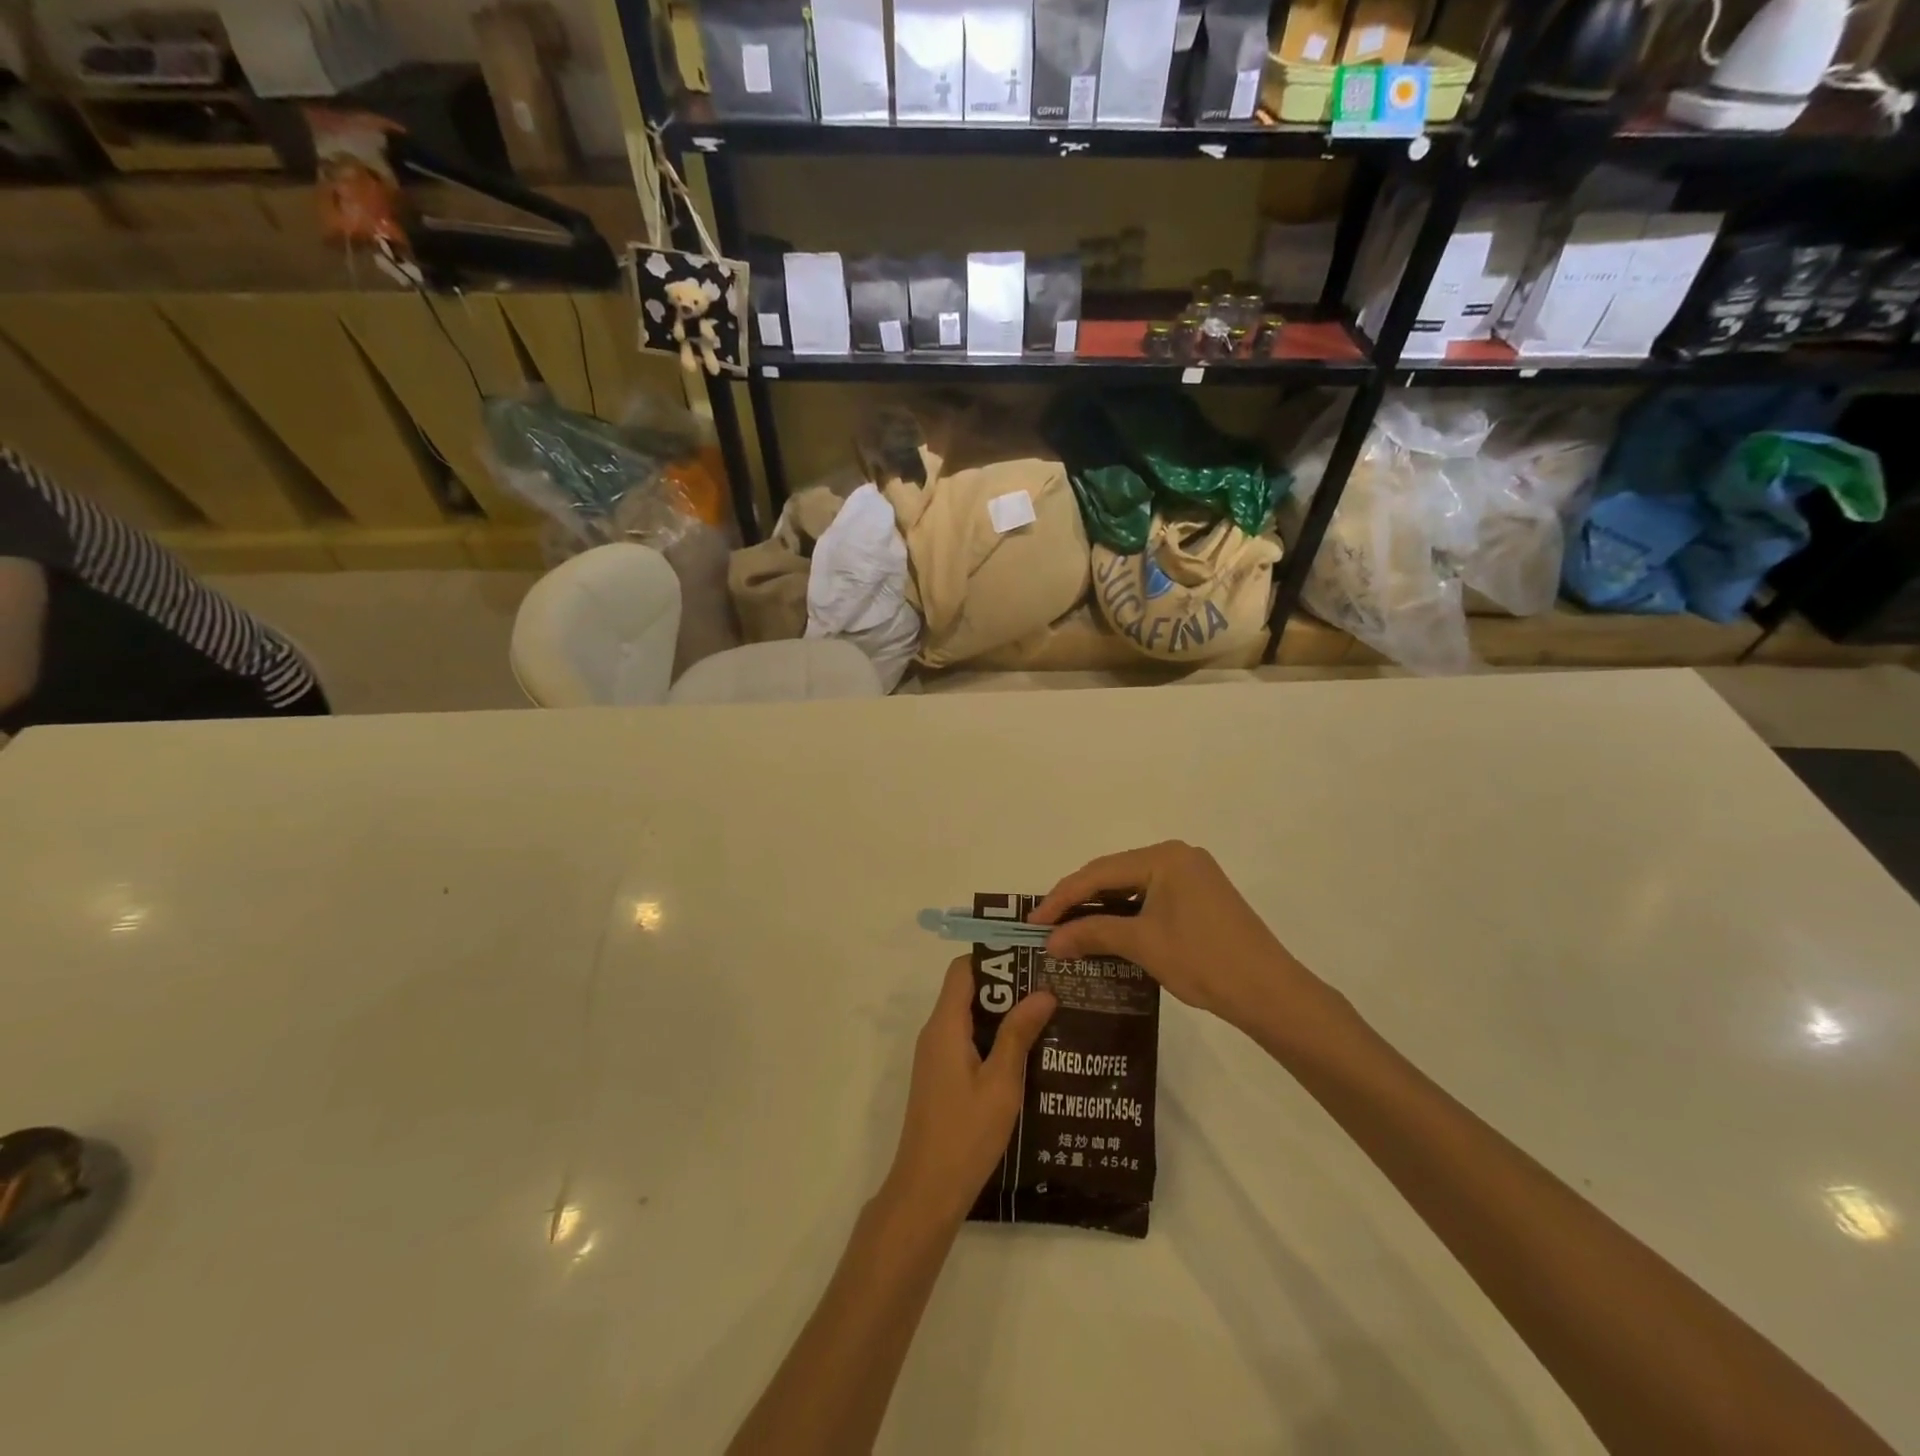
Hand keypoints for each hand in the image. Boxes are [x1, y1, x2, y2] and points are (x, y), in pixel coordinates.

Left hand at [885, 956, 1056, 1225]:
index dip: (994, 958)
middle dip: (1007, 985)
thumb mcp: (1001, 1083)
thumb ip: (1019, 1034)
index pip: (963, 969)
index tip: (1031, 958)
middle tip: (1050, 986)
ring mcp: (937, 1056)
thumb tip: (1043, 992)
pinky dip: (995, 1037)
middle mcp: (936, 1033)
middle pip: (968, 990)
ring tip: (1047, 1014)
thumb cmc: (966, 1133)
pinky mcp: (942, 1077)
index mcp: (945, 1025)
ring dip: (1004, 1013)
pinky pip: (968, 1040)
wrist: (927, 1191)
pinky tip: (1028, 1052)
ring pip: (970, 1017)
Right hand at [1030, 841, 1329, 1034]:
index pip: (1099, 872)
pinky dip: (1125, 913)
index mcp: (1165, 857)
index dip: (1062, 897)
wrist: (1270, 993)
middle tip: (1047, 925)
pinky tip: (1106, 930)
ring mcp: (1192, 875)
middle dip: (1079, 900)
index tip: (1034, 922)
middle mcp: (1178, 856)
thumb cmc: (1204, 961)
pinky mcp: (1200, 897)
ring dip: (1101, 908)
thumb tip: (1050, 941)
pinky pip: (1150, 897)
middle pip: (1114, 874)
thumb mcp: (1142, 944)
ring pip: (1131, 886)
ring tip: (1069, 928)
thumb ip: (1093, 933)